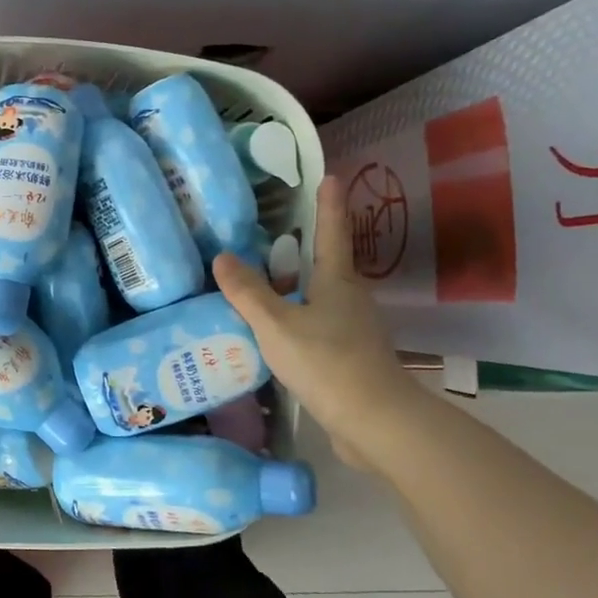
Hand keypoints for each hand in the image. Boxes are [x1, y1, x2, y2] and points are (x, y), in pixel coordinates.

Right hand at [214, 177, 412, 467]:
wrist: (375, 422)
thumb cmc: (327, 362)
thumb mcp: (276, 324)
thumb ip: (248, 292)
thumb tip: (223, 256)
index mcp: (337, 280)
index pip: (331, 231)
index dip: (328, 203)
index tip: (329, 175)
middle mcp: (350, 298)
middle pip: (326, 263)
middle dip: (304, 246)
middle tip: (271, 232)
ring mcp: (353, 329)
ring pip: (320, 296)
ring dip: (296, 286)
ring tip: (261, 282)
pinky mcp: (349, 357)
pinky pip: (317, 325)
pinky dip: (296, 318)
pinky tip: (272, 331)